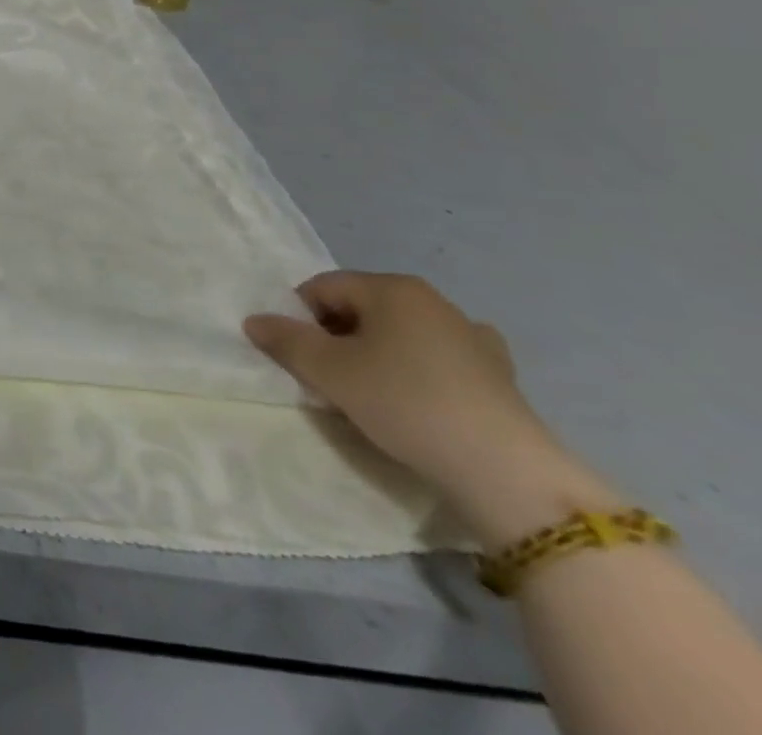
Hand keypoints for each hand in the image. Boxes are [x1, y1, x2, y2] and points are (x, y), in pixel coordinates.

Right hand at [244, 272, 611, 544]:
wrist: (506, 473)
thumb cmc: (406, 404)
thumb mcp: (329, 371)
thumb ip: (285, 340)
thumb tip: (255, 321)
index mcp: (392, 288)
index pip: (323, 287)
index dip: (300, 317)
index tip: (299, 357)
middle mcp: (432, 300)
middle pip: (361, 308)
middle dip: (336, 338)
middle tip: (329, 379)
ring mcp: (472, 336)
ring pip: (399, 334)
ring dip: (376, 356)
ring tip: (371, 395)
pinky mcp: (498, 375)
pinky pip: (438, 360)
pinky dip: (418, 371)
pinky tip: (420, 399)